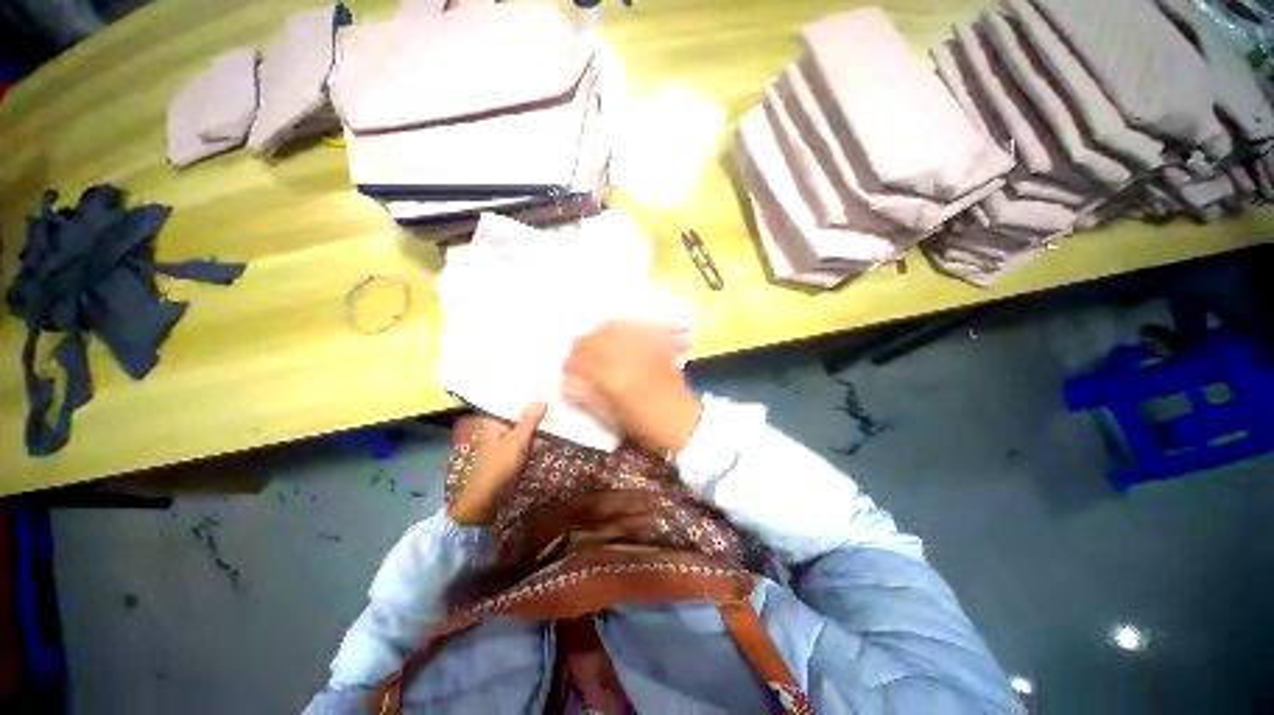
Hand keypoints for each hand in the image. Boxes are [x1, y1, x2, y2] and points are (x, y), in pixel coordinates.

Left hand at [449, 399, 547, 524]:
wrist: (488, 499)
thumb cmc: (499, 466)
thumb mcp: (517, 441)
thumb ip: (530, 419)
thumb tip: (543, 397)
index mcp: (494, 421)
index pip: (511, 401)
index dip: (527, 393)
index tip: (545, 384)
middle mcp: (499, 427)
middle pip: (520, 413)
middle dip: (536, 407)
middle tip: (557, 395)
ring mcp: (507, 440)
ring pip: (526, 426)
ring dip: (539, 421)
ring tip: (559, 408)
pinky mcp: (514, 451)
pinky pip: (528, 438)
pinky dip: (538, 434)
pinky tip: (553, 429)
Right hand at [562, 320, 701, 453]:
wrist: (684, 421)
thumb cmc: (646, 425)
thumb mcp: (612, 416)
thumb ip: (588, 395)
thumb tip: (567, 381)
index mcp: (612, 378)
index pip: (579, 360)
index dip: (569, 364)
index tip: (566, 370)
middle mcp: (625, 356)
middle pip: (592, 339)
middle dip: (580, 347)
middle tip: (579, 358)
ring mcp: (642, 346)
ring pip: (611, 327)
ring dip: (598, 335)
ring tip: (596, 346)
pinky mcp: (656, 344)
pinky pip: (634, 326)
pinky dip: (621, 327)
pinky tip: (616, 334)